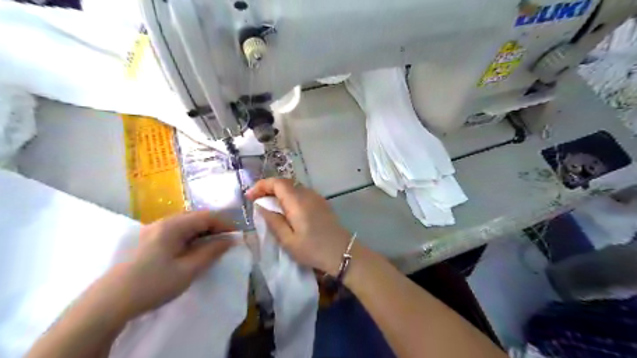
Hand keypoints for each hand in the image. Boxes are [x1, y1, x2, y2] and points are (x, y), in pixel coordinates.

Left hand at [107, 211, 234, 316]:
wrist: (110, 302)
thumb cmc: (153, 284)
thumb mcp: (188, 270)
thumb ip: (211, 251)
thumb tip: (230, 239)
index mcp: (173, 225)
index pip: (207, 216)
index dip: (225, 224)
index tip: (237, 236)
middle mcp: (164, 222)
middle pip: (197, 217)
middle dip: (215, 227)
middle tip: (227, 242)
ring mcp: (155, 230)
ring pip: (188, 225)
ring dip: (204, 233)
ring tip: (214, 247)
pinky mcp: (151, 240)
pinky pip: (178, 232)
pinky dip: (192, 238)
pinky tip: (195, 250)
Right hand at [245, 178, 352, 274]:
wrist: (342, 252)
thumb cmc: (313, 249)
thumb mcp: (288, 240)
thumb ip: (273, 221)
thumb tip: (261, 206)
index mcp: (297, 201)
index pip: (277, 182)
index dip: (261, 186)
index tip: (250, 197)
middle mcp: (307, 194)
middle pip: (285, 183)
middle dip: (268, 189)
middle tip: (256, 202)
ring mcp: (316, 197)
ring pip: (293, 188)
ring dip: (279, 193)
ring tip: (269, 206)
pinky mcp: (321, 203)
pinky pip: (302, 194)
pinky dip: (290, 197)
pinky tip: (286, 210)